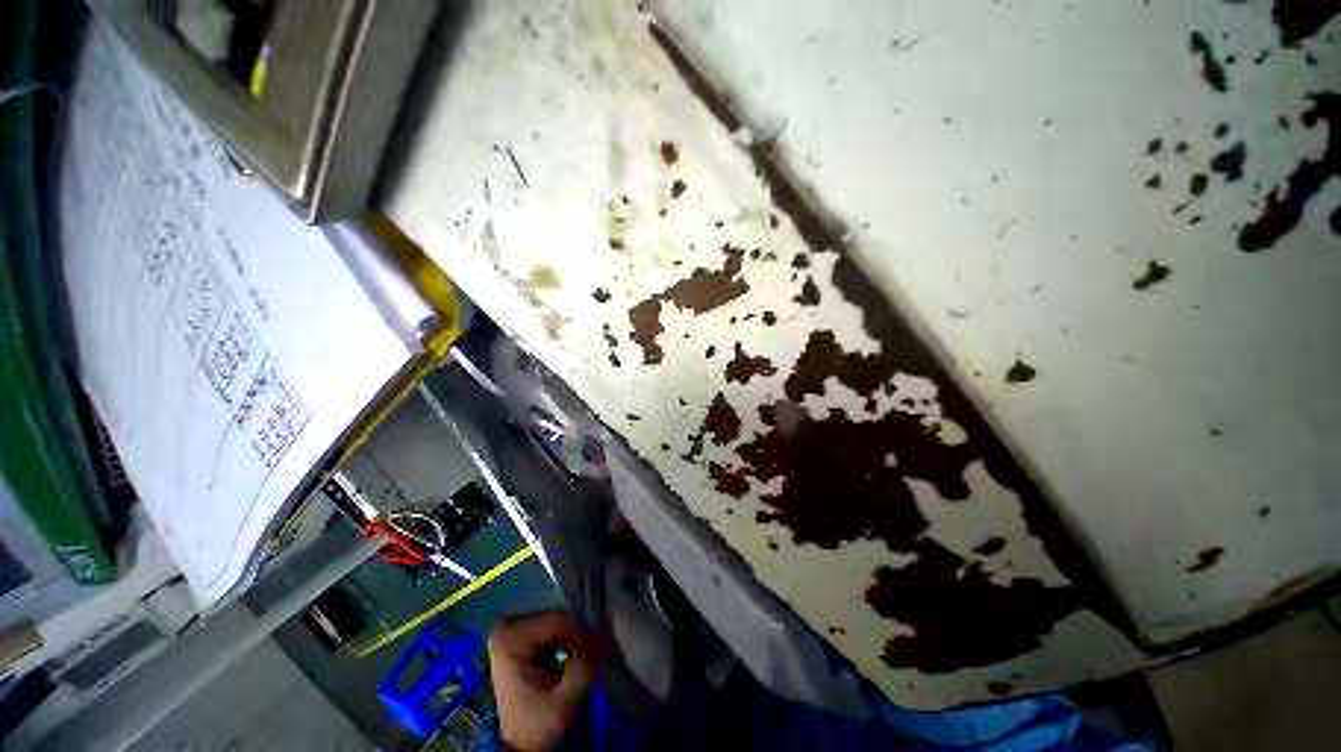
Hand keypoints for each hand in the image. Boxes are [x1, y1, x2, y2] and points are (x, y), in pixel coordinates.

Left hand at [488, 610, 595, 750]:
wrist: (516, 746)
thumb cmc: (534, 724)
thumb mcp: (563, 702)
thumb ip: (583, 667)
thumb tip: (605, 638)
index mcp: (509, 637)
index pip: (558, 620)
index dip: (580, 637)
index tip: (592, 657)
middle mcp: (507, 627)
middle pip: (557, 618)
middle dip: (575, 638)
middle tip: (587, 659)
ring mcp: (512, 631)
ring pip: (557, 622)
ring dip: (571, 640)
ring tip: (577, 661)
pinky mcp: (519, 637)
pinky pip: (551, 629)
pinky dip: (563, 642)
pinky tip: (566, 660)